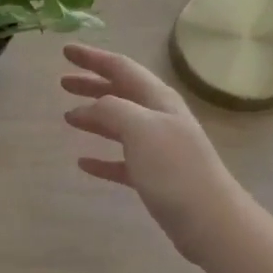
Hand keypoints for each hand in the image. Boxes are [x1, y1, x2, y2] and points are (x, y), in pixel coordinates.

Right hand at [61, 44, 249, 265]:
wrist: (210, 221)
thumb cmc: (175, 170)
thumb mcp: (141, 129)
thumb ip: (112, 109)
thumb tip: (89, 108)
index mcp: (159, 100)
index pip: (121, 68)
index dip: (93, 58)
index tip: (65, 51)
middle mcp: (159, 119)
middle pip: (121, 93)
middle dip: (92, 84)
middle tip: (63, 81)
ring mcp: (158, 149)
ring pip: (120, 124)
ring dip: (94, 117)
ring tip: (67, 116)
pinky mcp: (154, 179)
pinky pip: (122, 161)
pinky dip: (102, 158)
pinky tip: (83, 163)